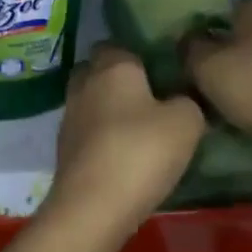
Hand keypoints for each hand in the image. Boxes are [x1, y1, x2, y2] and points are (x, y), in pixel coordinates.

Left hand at [47, 43, 205, 240]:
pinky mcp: (63, 148)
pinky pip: (86, 131)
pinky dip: (101, 137)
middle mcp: (84, 84)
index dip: (137, 56)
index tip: (159, 72)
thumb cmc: (141, 152)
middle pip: (98, 70)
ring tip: (138, 130)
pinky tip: (122, 154)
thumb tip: (181, 100)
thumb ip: (188, 101)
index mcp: (112, 67)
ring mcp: (69, 116)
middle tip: (149, 99)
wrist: (92, 206)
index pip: (118, 45)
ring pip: (90, 101)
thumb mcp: (186, 123)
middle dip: (118, 80)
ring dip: (108, 110)